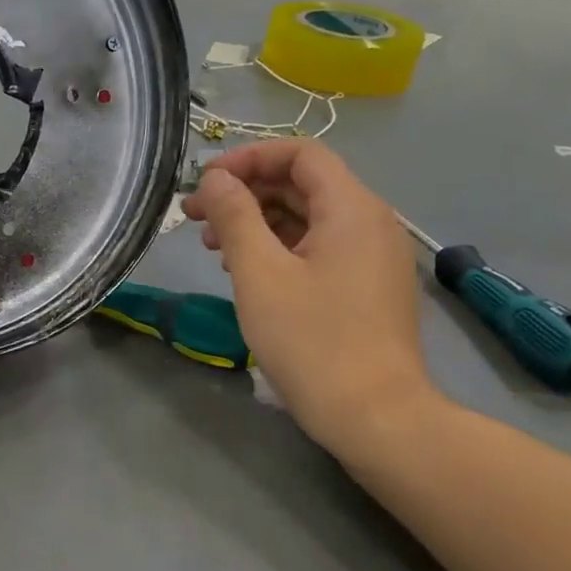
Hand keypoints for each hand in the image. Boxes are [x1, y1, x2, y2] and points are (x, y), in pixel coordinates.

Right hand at [182, 139, 436, 450]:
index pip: (300, 153)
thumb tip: (215, 179)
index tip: (206, 182)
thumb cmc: (312, 341)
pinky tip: (246, 271)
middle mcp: (370, 222)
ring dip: (257, 221)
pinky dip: (279, 247)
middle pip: (303, 184)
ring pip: (308, 217)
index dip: (248, 158)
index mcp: (352, 209)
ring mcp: (372, 256)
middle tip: (196, 216)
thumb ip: (235, 216)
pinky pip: (319, 247)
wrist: (375, 416)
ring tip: (212, 247)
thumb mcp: (260, 274)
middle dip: (245, 192)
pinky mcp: (367, 286)